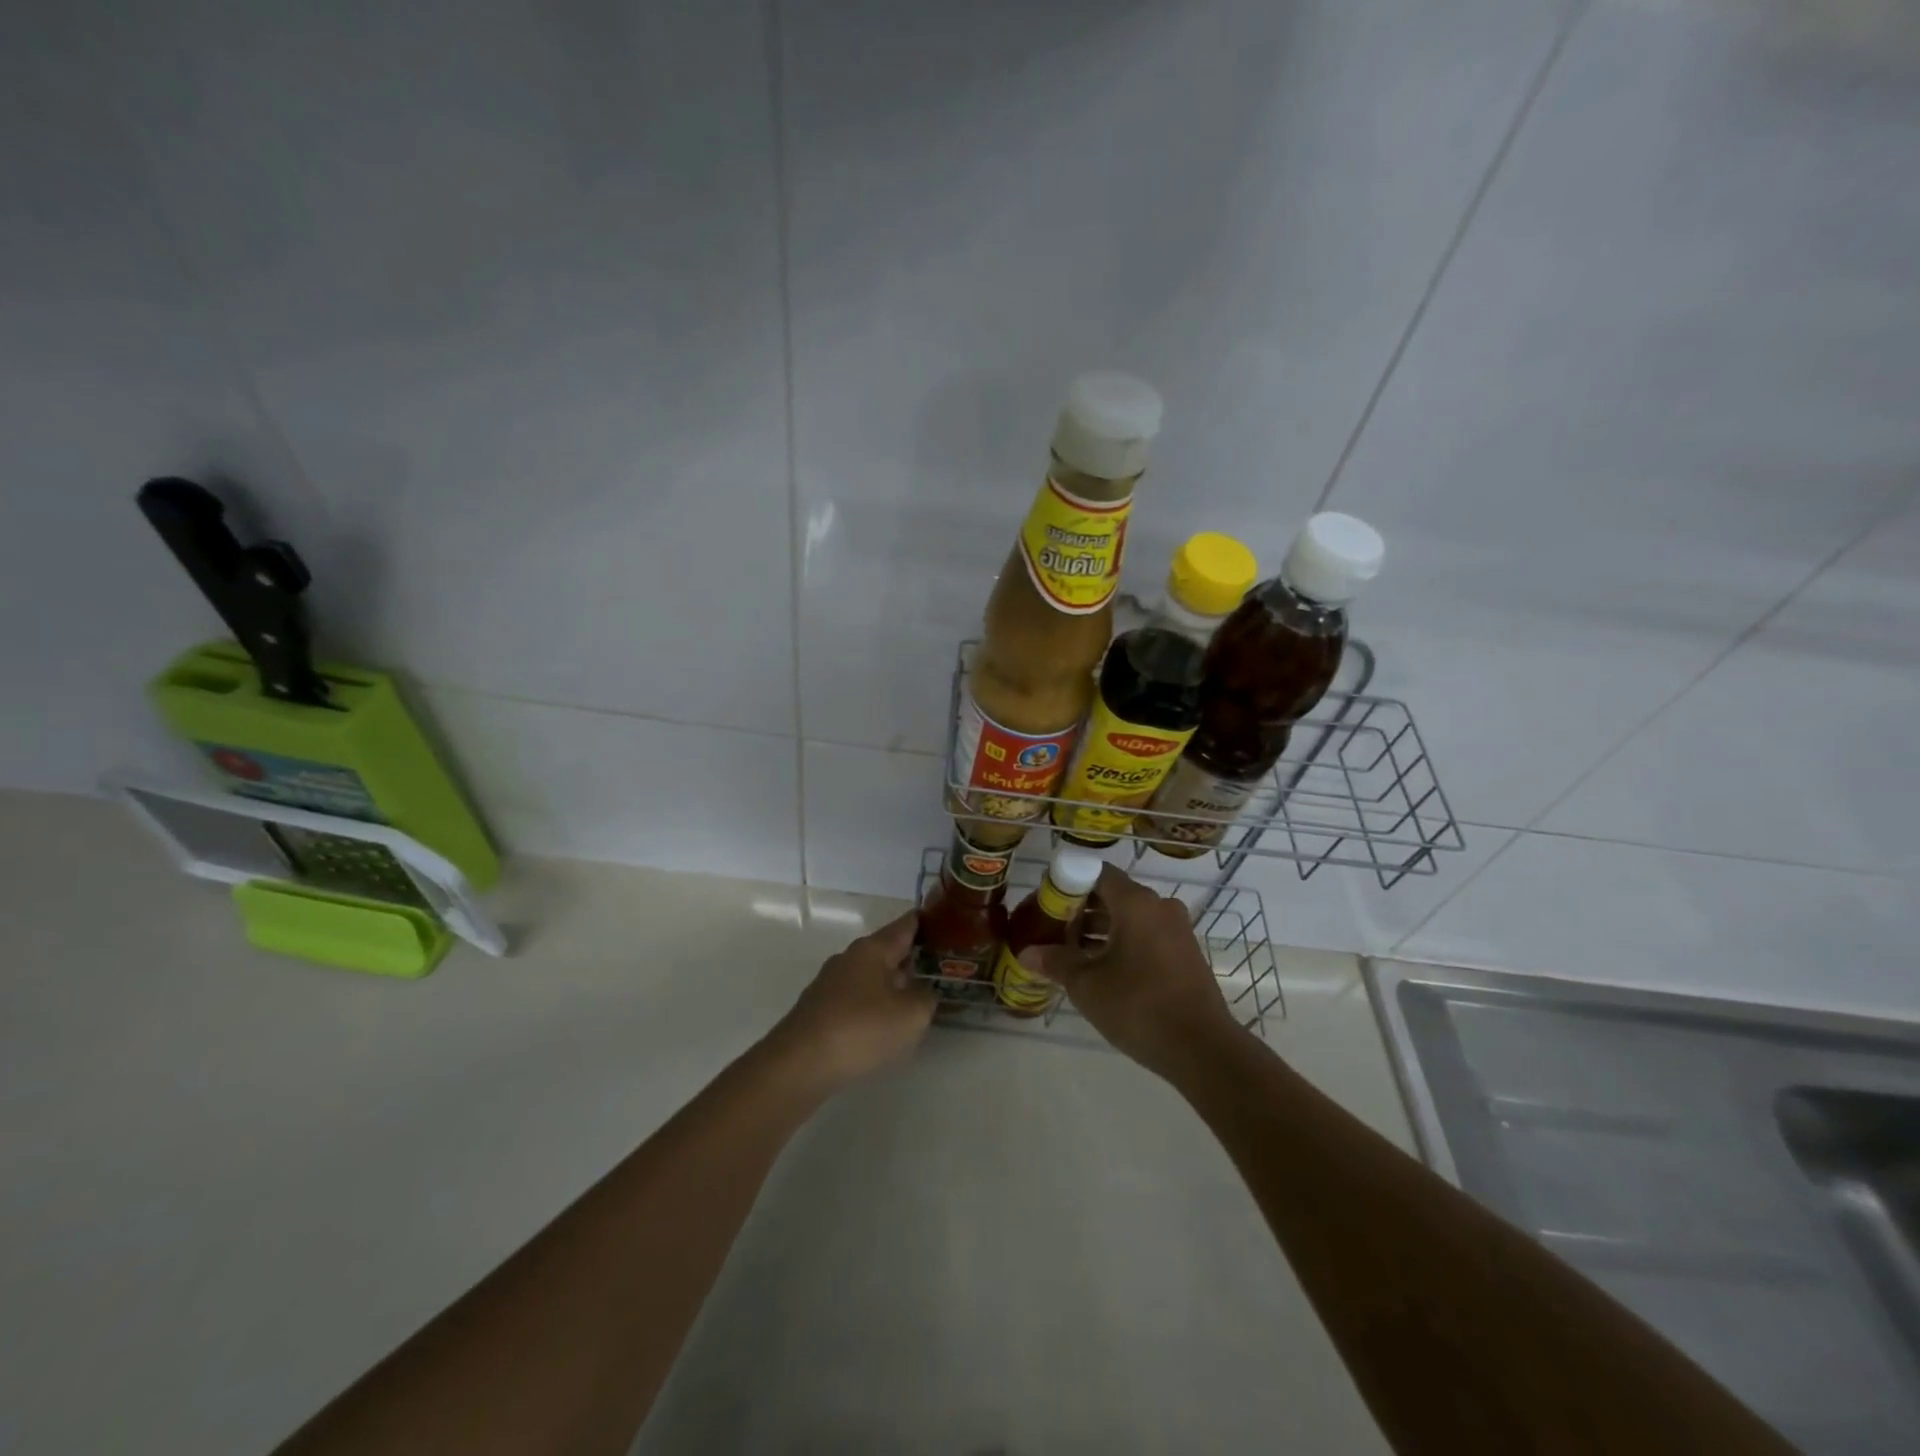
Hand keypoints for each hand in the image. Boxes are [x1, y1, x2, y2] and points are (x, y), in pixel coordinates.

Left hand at [768, 911, 936, 1091]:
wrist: (799, 1064)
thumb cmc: (861, 1029)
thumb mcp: (911, 1015)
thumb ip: (926, 998)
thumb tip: (923, 992)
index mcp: (872, 949)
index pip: (905, 925)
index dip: (925, 922)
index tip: (942, 920)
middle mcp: (849, 958)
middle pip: (886, 950)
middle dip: (910, 957)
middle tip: (937, 965)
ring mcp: (830, 984)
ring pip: (870, 976)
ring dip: (891, 984)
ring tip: (914, 998)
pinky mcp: (819, 1010)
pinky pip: (856, 999)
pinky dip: (873, 1005)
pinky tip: (882, 1025)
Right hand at [1030, 865, 1243, 1078]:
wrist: (1202, 1048)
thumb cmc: (1138, 1006)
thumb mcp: (1087, 985)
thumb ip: (1055, 961)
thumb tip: (1026, 953)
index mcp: (1136, 903)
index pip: (1097, 872)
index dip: (1068, 882)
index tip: (1046, 902)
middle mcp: (1159, 906)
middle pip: (1113, 894)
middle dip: (1081, 909)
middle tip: (1052, 929)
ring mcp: (1177, 930)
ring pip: (1130, 917)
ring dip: (1100, 929)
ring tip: (1070, 952)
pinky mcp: (1185, 953)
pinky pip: (1146, 935)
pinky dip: (1122, 942)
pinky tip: (1101, 968)